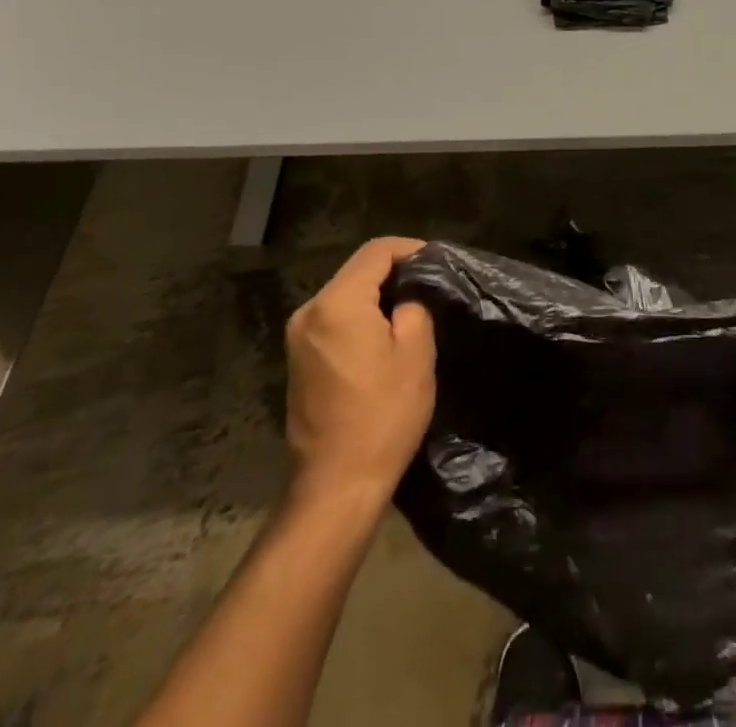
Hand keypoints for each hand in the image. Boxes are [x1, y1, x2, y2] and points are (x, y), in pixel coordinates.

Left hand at [284, 236, 435, 504]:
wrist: (336, 485)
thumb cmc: (383, 415)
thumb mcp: (416, 352)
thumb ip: (414, 306)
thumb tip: (408, 295)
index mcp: (337, 303)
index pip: (376, 252)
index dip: (410, 249)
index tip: (437, 262)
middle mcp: (309, 311)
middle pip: (357, 270)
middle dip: (394, 272)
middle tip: (429, 285)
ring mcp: (298, 337)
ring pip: (344, 294)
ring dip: (377, 295)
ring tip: (412, 308)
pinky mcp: (298, 360)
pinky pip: (334, 319)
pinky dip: (360, 316)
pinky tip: (384, 334)